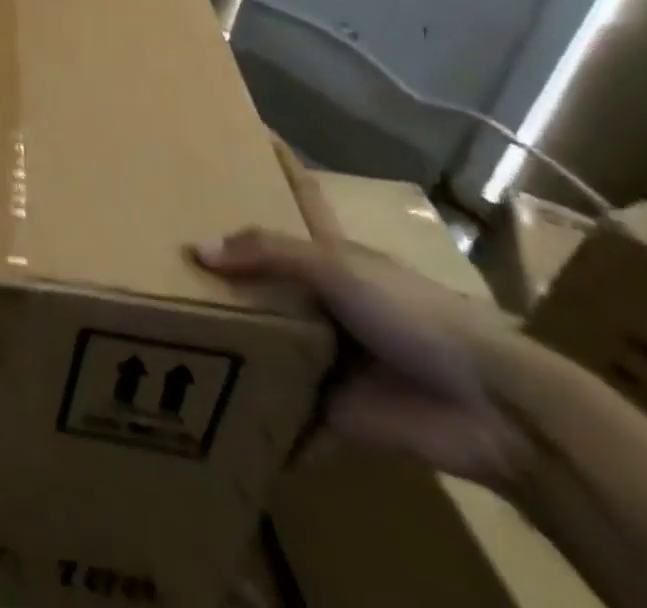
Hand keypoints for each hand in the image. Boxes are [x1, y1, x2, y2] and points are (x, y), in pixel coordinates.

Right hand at [192, 225, 530, 488]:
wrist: (492, 411)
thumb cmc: (412, 315)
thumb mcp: (336, 267)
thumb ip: (268, 254)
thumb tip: (196, 250)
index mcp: (328, 267)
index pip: (272, 244)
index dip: (235, 236)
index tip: (182, 229)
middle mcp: (322, 310)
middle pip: (261, 299)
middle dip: (219, 296)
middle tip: (155, 288)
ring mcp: (326, 364)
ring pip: (265, 352)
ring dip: (228, 352)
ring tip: (163, 345)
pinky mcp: (330, 416)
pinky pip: (282, 414)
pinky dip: (253, 418)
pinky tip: (203, 412)